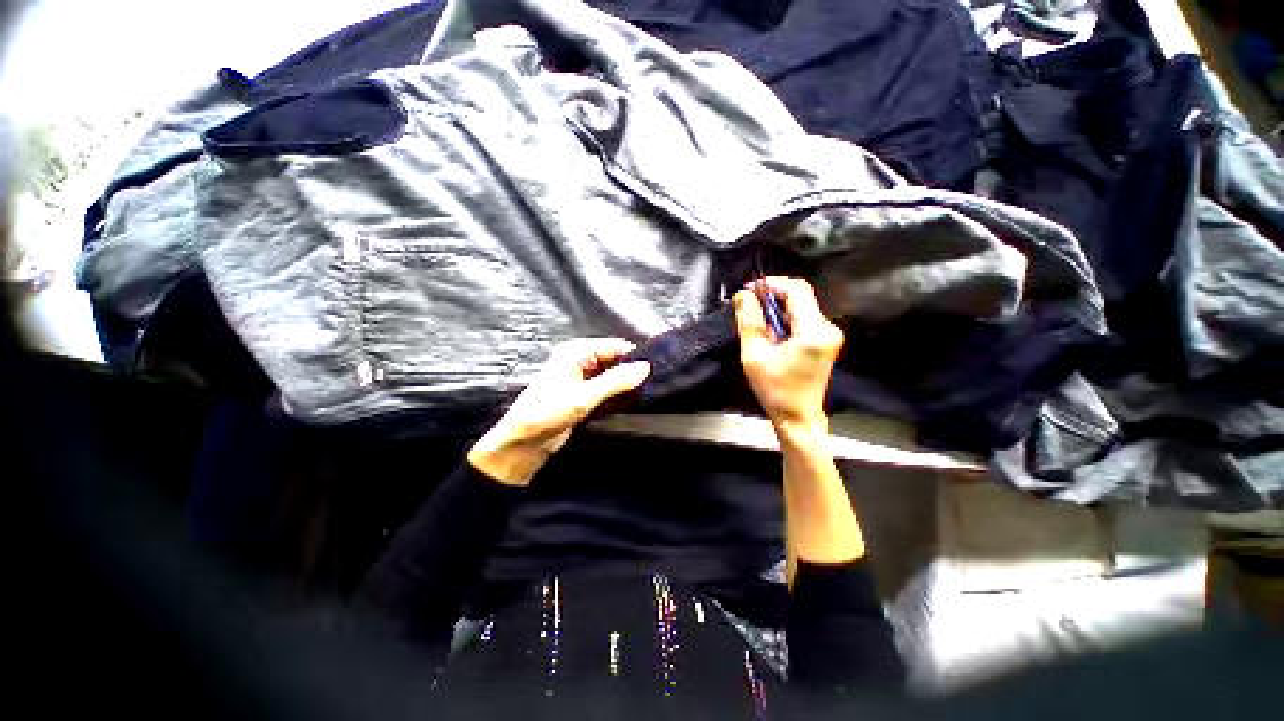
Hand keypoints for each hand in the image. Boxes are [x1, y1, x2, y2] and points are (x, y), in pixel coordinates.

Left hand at [467, 338, 650, 485]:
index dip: (634, 356)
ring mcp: (581, 378)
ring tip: (648, 392)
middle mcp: (579, 360)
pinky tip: (632, 401)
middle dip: (631, 370)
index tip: (656, 369)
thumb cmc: (548, 413)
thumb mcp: (584, 396)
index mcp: (576, 352)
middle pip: (614, 359)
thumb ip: (616, 381)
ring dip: (625, 383)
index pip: (614, 346)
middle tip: (655, 383)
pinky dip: (617, 393)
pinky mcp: (582, 395)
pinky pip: (605, 388)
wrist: (523, 442)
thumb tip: (645, 367)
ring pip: (611, 375)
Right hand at [734, 277, 843, 435]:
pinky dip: (784, 321)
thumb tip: (743, 295)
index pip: (796, 290)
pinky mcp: (825, 341)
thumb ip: (749, 322)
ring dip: (777, 310)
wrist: (798, 418)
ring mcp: (829, 335)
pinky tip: (770, 334)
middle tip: (748, 306)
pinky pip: (803, 320)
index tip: (749, 290)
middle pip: (800, 297)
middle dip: (772, 298)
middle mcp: (828, 328)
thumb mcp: (754, 355)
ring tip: (756, 323)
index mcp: (814, 331)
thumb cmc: (775, 390)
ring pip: (800, 308)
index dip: (771, 284)